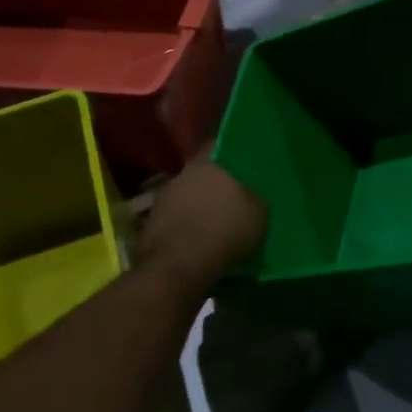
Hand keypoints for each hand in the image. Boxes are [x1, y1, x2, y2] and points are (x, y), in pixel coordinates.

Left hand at [136, 159, 267, 293]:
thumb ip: (255, 198)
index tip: (246, 162)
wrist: (179, 267)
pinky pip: (178, 217)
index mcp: (210, 163)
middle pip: (204, 172)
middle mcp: (183, 173)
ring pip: (189, 195)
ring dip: (201, 206)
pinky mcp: (152, 223)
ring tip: (218, 222)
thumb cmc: (226, 232)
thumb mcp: (259, 215)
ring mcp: (163, 198)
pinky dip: (188, 225)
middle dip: (217, 183)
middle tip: (235, 196)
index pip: (223, 145)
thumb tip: (250, 196)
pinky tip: (201, 239)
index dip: (235, 153)